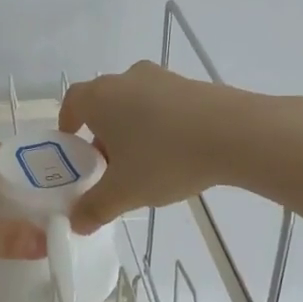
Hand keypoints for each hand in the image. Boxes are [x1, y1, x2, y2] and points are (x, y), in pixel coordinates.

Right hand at [58, 61, 256, 232]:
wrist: (234, 134)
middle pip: (104, 103)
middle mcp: (126, 79)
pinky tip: (175, 152)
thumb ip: (95, 208)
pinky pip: (164, 104)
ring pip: (135, 103)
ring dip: (132, 129)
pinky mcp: (191, 84)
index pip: (71, 102)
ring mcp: (161, 78)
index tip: (72, 145)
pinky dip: (160, 124)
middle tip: (108, 165)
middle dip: (102, 133)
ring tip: (144, 163)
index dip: (68, 123)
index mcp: (100, 97)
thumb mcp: (124, 192)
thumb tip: (76, 223)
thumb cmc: (165, 158)